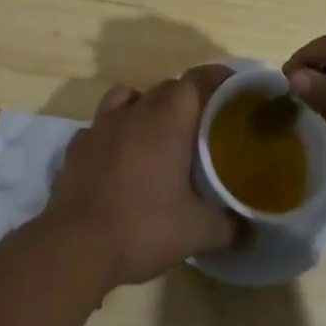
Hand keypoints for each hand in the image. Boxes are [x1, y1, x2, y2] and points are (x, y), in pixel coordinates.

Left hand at [44, 68, 238, 287]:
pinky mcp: (76, 147)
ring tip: (156, 136)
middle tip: (203, 127)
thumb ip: (229, 226)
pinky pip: (99, 127)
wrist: (75, 246)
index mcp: (167, 119)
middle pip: (166, 88)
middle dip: (187, 101)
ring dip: (145, 108)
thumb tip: (251, 230)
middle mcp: (134, 111)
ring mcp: (99, 126)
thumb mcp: (198, 232)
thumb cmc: (143, 228)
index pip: (197, 80)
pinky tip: (118, 159)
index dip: (217, 79)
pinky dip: (112, 134)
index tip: (233, 90)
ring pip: (127, 98)